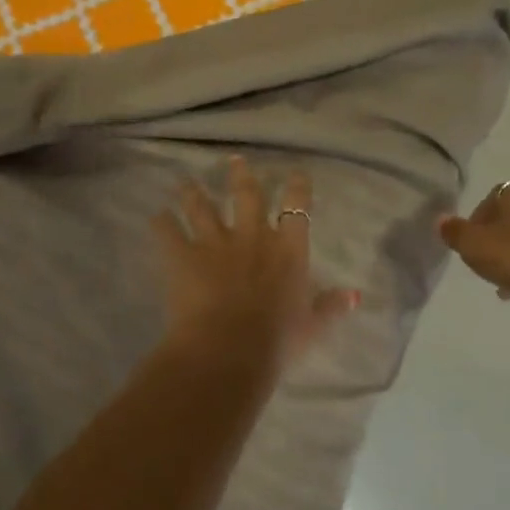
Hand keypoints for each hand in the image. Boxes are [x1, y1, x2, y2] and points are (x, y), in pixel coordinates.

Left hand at [154, 158, 358, 368]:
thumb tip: (353, 296)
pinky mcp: (182, 255)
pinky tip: (155, 216)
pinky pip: (168, 232)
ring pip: (202, 207)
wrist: (229, 348)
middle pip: (247, 196)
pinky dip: (161, 223)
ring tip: (186, 182)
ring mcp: (214, 242)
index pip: (297, 209)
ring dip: (193, 192)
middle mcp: (252, 236)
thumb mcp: (311, 326)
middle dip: (241, 176)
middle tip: (234, 160)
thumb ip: (330, 306)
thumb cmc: (277, 341)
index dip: (298, 188)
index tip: (296, 173)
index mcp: (288, 250)